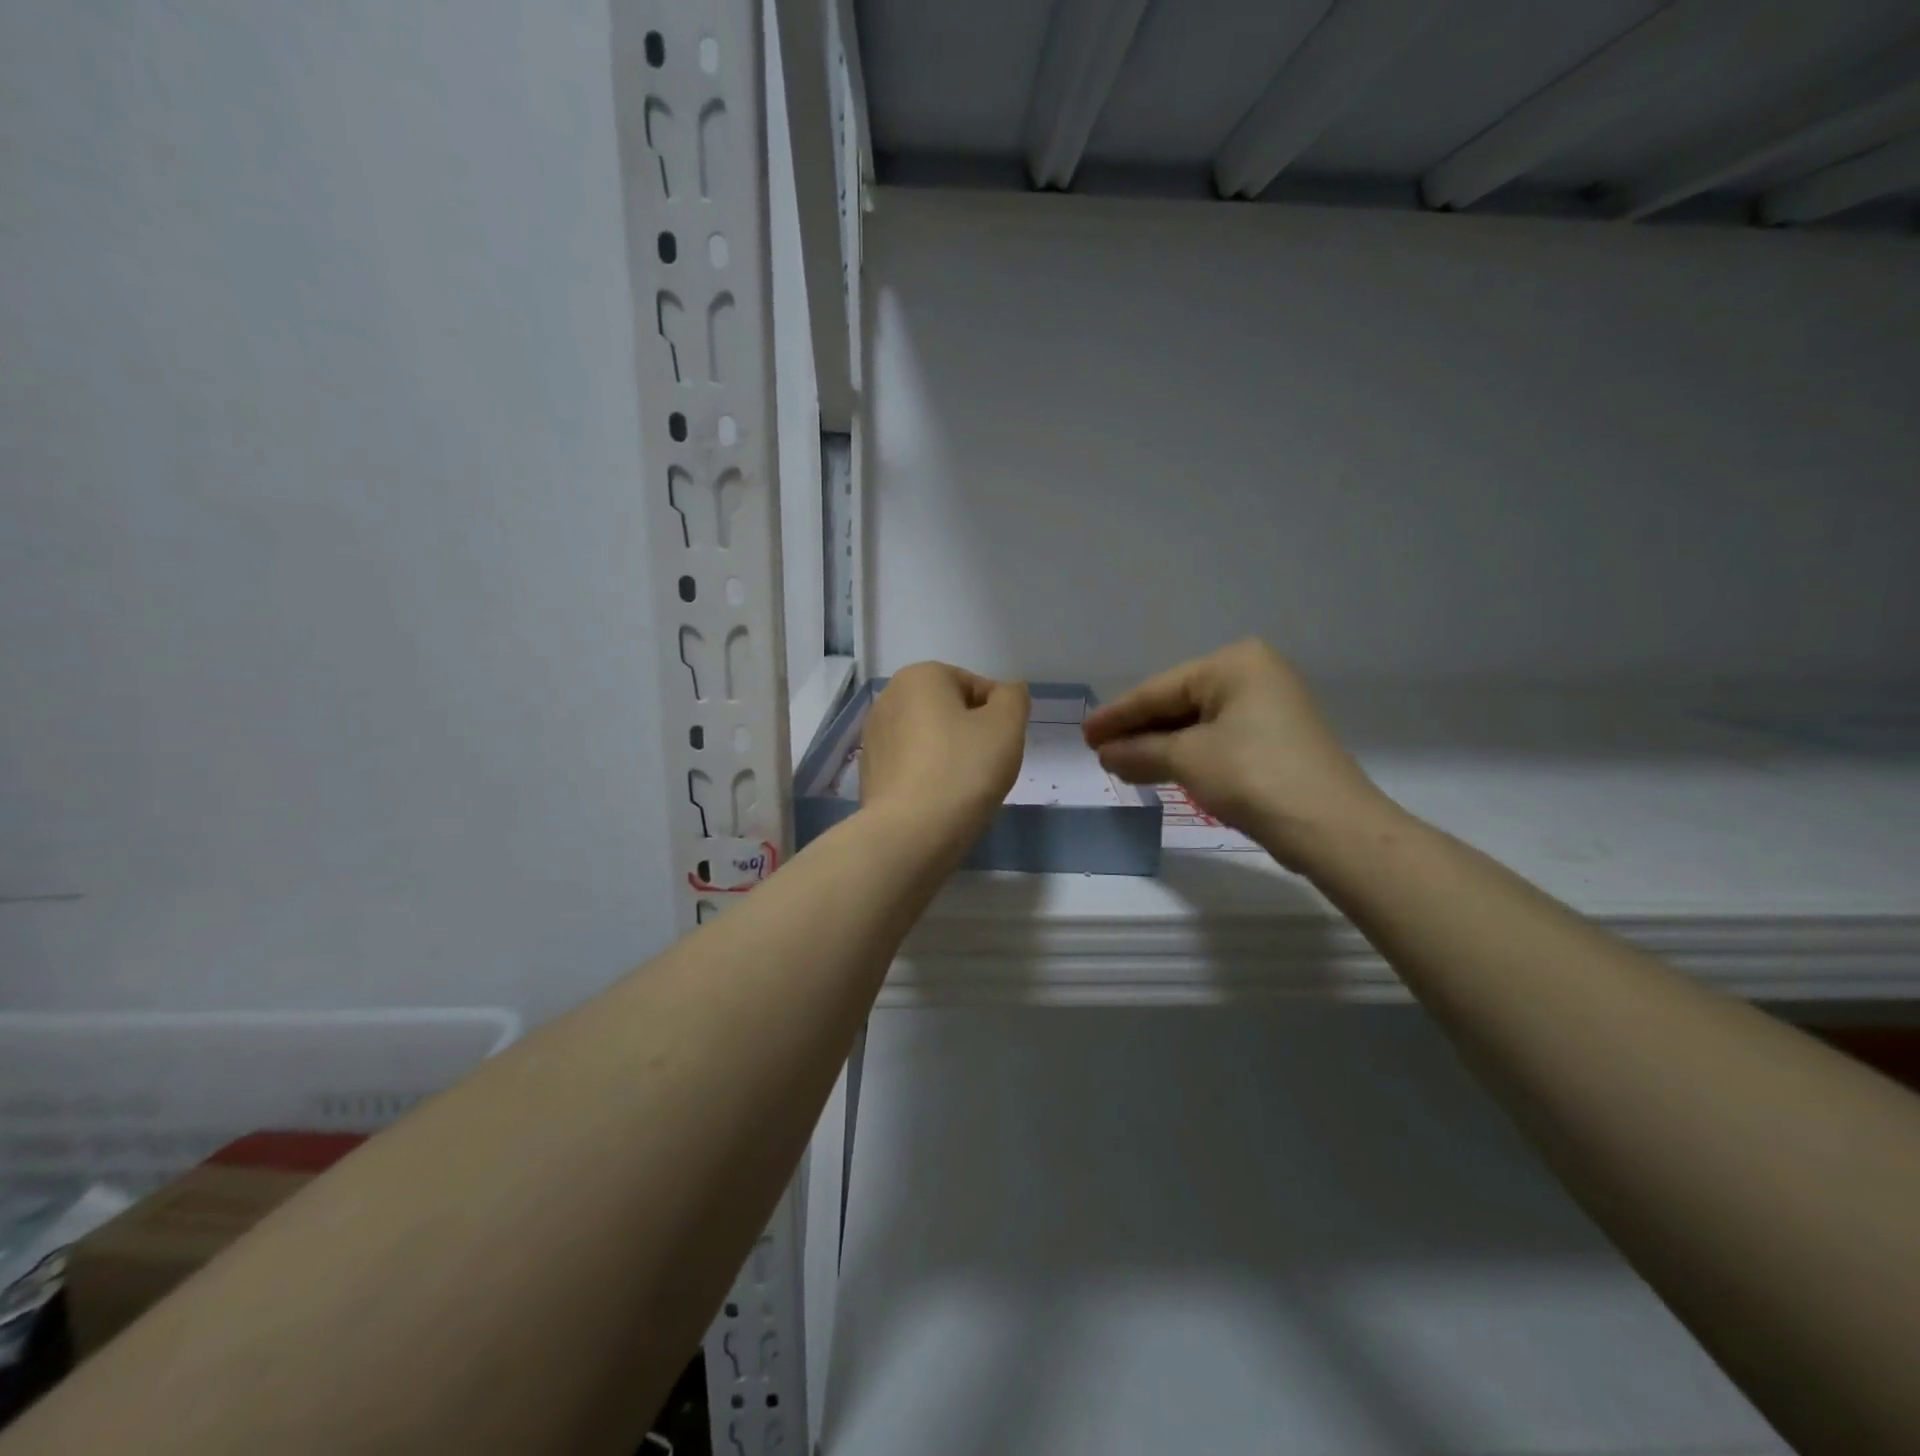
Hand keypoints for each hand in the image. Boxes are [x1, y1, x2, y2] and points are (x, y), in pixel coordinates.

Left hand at [860, 663, 1028, 835]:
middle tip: (985, 767)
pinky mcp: (869, 772)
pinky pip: (911, 766)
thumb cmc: (963, 769)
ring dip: (949, 756)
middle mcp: (888, 698)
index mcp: (919, 676)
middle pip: (949, 711)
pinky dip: (928, 776)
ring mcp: (874, 737)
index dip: (998, 716)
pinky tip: (938, 801)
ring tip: (962, 788)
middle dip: (971, 734)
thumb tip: (1007, 693)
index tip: (1001, 747)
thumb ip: (1014, 698)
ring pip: (929, 739)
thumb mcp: (1007, 725)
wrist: (911, 833)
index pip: (975, 686)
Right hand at [1082, 639, 1394, 868]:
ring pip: (1197, 724)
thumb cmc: (1253, 776)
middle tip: (1098, 750)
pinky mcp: (1276, 739)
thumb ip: (1139, 751)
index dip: (1117, 715)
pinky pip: (1217, 739)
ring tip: (1118, 763)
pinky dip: (1187, 755)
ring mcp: (1269, 707)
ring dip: (1159, 746)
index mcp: (1235, 664)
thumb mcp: (1187, 759)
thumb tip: (1105, 753)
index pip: (1160, 689)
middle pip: (1178, 703)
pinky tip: (1159, 769)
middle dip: (1138, 731)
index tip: (1084, 734)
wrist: (1331, 827)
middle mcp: (1254, 675)